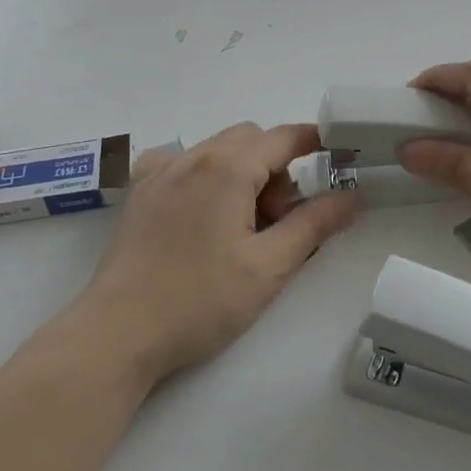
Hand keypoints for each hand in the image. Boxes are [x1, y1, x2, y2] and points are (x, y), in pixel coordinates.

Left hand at [78, 123, 359, 385]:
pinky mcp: (138, 194)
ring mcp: (158, 173)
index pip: (282, 137)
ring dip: (242, 173)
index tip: (336, 154)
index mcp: (226, 168)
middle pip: (250, 140)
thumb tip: (352, 197)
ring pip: (216, 151)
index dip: (314, 140)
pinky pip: (181, 164)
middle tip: (278, 221)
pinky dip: (204, 176)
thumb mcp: (269, 267)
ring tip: (241, 227)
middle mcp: (191, 157)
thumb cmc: (201, 301)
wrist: (118, 333)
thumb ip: (314, 225)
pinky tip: (201, 213)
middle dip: (276, 168)